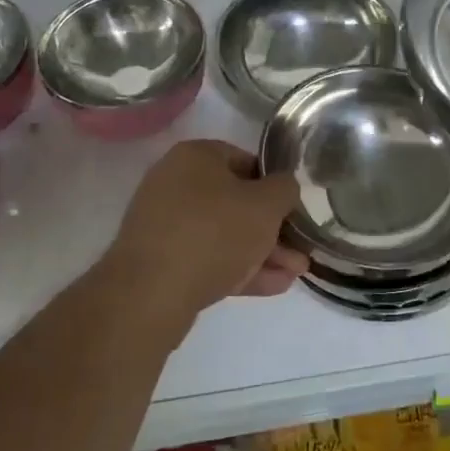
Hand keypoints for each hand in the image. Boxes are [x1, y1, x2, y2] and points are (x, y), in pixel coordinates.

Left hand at [103, 140, 306, 329]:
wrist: (150, 294)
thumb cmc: (214, 232)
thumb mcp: (266, 204)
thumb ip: (284, 189)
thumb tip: (283, 186)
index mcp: (195, 156)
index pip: (246, 160)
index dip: (274, 184)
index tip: (292, 209)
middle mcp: (175, 182)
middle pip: (235, 201)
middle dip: (271, 228)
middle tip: (299, 249)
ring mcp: (164, 223)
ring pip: (223, 234)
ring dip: (261, 252)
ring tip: (295, 273)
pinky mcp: (159, 261)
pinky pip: (206, 258)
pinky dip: (238, 268)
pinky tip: (272, 286)